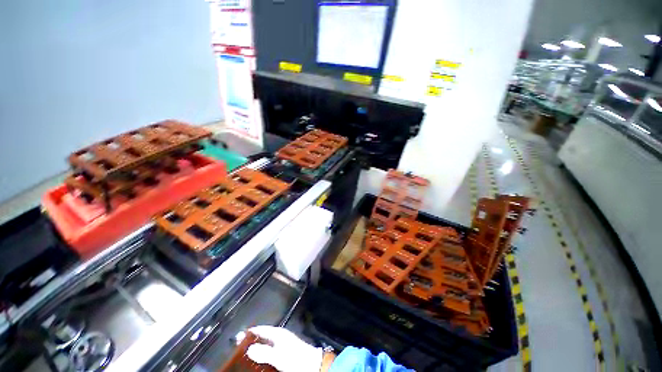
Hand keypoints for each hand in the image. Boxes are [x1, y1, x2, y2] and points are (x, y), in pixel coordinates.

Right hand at [244, 326, 323, 371]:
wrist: (311, 364)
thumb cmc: (294, 357)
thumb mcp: (278, 355)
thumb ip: (264, 352)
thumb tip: (249, 349)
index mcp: (277, 333)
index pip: (260, 330)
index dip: (248, 333)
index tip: (236, 338)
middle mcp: (278, 337)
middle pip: (261, 338)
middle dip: (250, 343)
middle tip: (237, 350)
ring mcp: (281, 345)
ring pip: (264, 346)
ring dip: (255, 351)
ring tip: (244, 357)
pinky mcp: (283, 354)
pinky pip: (269, 353)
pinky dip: (262, 356)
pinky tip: (256, 363)